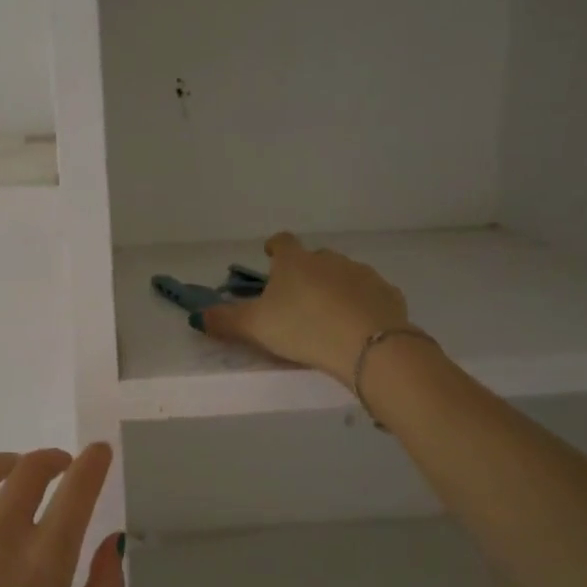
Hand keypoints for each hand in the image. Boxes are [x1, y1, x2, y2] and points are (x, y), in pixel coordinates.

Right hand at [202, 233, 415, 383]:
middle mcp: (329, 259)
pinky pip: (370, 295)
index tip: (270, 256)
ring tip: (329, 315)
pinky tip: (358, 326)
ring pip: (344, 275)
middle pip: (315, 258)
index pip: (282, 242)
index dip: (274, 248)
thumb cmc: (303, 328)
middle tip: (298, 298)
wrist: (368, 344)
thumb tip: (197, 316)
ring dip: (335, 288)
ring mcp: (362, 274)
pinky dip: (362, 305)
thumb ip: (226, 320)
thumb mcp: (256, 327)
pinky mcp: (388, 294)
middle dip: (306, 273)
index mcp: (295, 262)